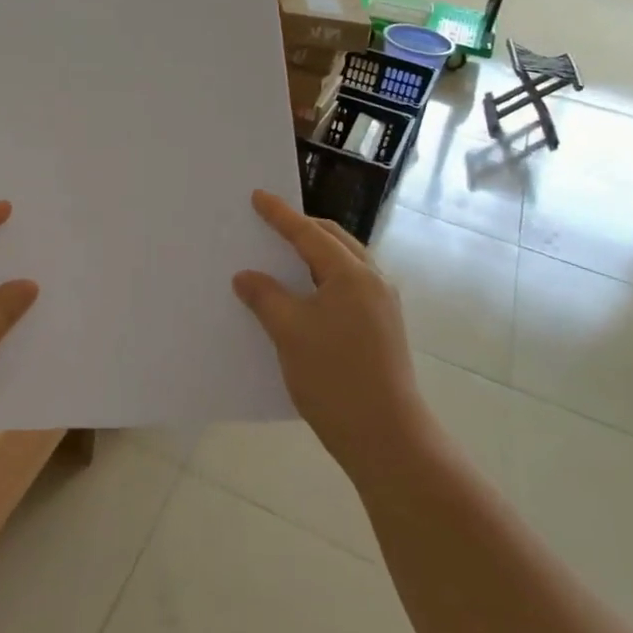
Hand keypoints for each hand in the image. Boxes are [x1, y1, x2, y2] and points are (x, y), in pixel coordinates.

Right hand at [232, 191, 429, 476]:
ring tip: (286, 256)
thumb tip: (246, 277)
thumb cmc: (334, 377)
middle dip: (303, 228)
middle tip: (272, 223)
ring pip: (345, 264)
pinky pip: (350, 287)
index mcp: (351, 274)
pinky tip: (305, 297)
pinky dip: (324, 279)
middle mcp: (373, 281)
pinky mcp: (383, 329)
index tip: (259, 196)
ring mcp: (383, 305)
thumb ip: (265, 296)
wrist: (386, 436)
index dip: (280, 215)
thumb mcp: (289, 332)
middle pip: (334, 241)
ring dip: (316, 255)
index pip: (309, 233)